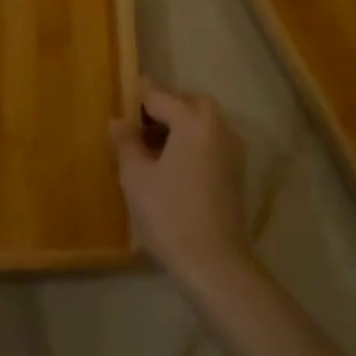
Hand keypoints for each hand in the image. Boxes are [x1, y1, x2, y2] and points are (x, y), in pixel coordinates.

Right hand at [108, 78, 249, 280]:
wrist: (215, 263)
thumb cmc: (169, 215)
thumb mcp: (136, 177)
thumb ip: (126, 143)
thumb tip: (119, 121)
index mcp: (194, 121)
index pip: (161, 96)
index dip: (138, 95)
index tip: (122, 92)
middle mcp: (218, 127)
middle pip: (189, 103)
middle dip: (164, 107)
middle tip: (137, 122)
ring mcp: (232, 150)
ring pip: (203, 122)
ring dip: (179, 124)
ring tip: (150, 145)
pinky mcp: (237, 171)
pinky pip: (211, 141)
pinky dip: (192, 141)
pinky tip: (171, 163)